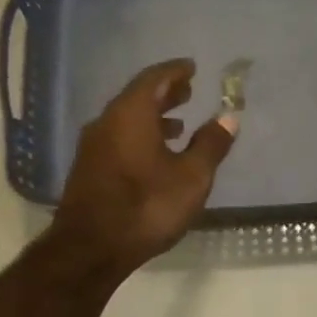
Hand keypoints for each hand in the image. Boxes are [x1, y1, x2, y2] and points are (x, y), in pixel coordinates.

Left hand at [48, 59, 236, 281]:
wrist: (91, 248)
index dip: (175, 72)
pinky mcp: (88, 169)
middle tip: (188, 91)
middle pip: (137, 97)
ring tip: (178, 125)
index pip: (154, 79)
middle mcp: (106, 122)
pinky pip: (118, 139)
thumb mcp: (192, 177)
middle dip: (164, 93)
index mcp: (131, 114)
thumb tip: (228, 117)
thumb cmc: (147, 206)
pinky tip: (155, 156)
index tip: (192, 68)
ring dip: (152, 118)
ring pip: (126, 120)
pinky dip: (140, 136)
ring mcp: (93, 147)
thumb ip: (211, 144)